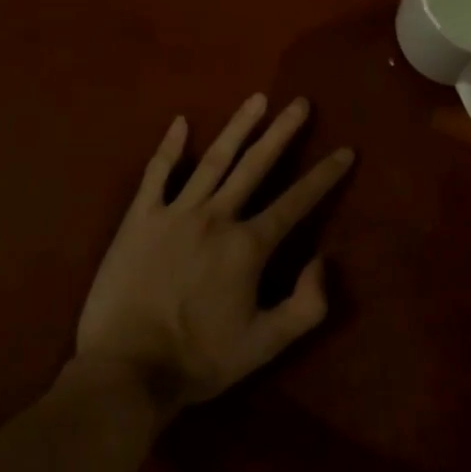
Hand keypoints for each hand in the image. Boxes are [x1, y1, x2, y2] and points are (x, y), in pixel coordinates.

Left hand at [75, 94, 353, 413]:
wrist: (125, 372)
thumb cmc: (198, 360)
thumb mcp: (265, 345)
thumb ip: (306, 305)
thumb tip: (323, 260)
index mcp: (248, 246)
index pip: (296, 202)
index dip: (324, 176)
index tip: (345, 150)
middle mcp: (216, 217)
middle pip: (256, 165)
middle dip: (283, 132)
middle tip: (300, 102)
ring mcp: (175, 213)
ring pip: (214, 160)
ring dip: (238, 127)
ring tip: (257, 98)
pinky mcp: (140, 219)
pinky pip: (156, 174)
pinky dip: (169, 147)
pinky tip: (181, 123)